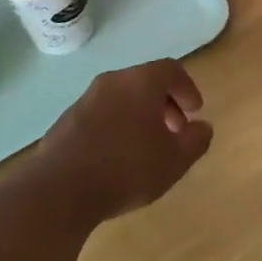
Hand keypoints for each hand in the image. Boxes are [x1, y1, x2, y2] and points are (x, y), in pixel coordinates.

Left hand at [37, 59, 212, 223]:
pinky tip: (117, 158)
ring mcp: (85, 100)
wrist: (59, 190)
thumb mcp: (175, 160)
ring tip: (146, 148)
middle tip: (175, 131)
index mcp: (140, 81)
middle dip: (164, 104)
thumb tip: (202, 127)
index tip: (195, 112)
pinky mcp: (65, 122)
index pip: (171, 70)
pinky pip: (101, 116)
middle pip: (145, 82)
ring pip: (121, 99)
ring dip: (139, 116)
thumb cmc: (127, 168)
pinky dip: (116, 127)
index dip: (187, 89)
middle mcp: (112, 82)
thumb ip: (196, 140)